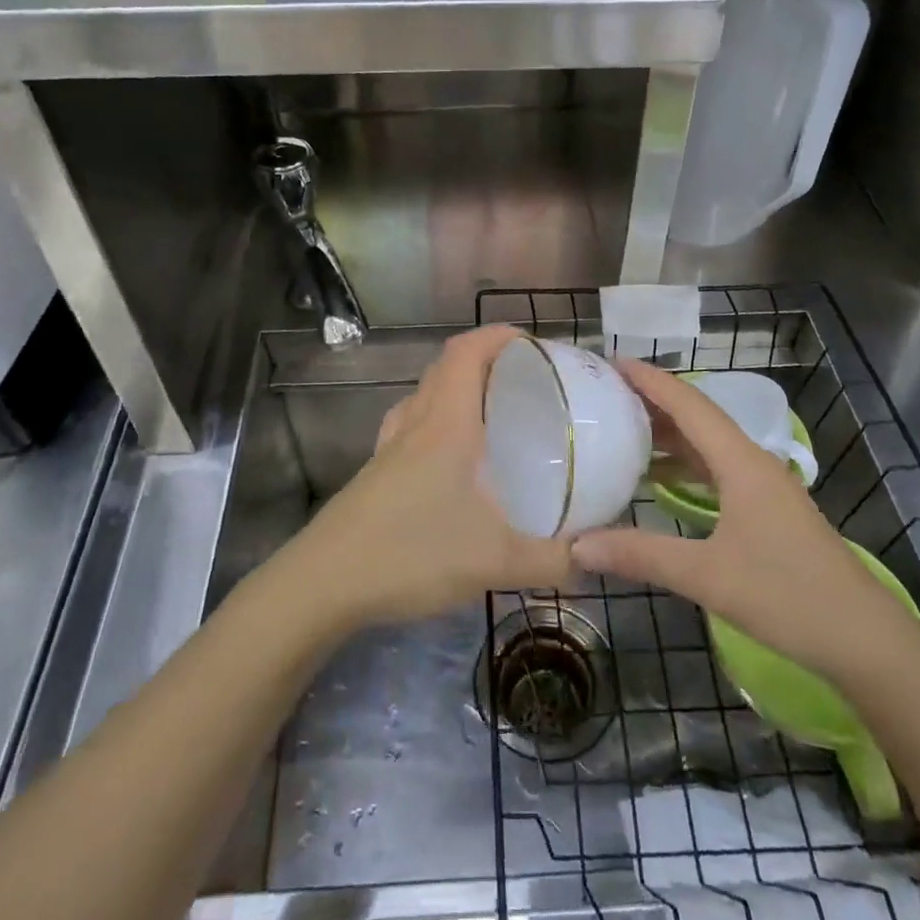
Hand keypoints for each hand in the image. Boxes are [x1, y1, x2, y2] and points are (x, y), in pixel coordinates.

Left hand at [285, 325, 575, 629]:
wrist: (323, 584)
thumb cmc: (411, 554)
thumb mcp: (495, 562)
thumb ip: (553, 561)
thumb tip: (596, 558)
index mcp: (446, 425)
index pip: (466, 353)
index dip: (497, 336)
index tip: (531, 342)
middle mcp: (415, 425)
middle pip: (444, 368)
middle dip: (483, 359)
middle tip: (521, 379)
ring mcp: (388, 449)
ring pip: (423, 396)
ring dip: (454, 388)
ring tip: (488, 412)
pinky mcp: (374, 474)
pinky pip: (408, 427)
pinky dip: (433, 423)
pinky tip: (449, 460)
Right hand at [571, 359, 914, 677]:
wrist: (865, 641)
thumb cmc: (789, 597)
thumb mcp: (707, 576)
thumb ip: (641, 555)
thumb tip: (577, 545)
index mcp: (741, 463)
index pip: (690, 405)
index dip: (651, 380)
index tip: (612, 362)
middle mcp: (753, 464)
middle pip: (699, 418)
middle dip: (654, 401)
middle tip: (606, 395)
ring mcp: (763, 488)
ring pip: (708, 446)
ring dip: (669, 434)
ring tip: (623, 430)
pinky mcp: (767, 511)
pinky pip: (717, 470)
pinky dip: (685, 465)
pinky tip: (660, 481)